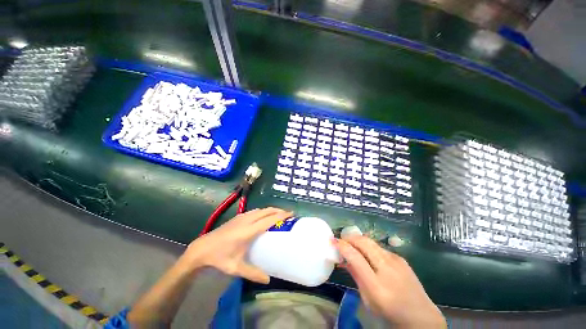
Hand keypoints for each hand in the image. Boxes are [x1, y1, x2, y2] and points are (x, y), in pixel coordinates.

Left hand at [181, 207, 292, 283]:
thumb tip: (268, 279)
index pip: (269, 219)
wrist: (202, 248)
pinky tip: (262, 216)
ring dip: (270, 209)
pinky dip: (262, 211)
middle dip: (278, 210)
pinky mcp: (237, 217)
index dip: (280, 215)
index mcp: (249, 231)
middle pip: (266, 211)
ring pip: (260, 209)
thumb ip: (253, 273)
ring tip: (277, 214)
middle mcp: (247, 220)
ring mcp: (241, 217)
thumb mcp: (236, 268)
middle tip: (287, 213)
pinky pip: (254, 211)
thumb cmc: (220, 258)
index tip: (290, 213)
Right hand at [334, 236, 445, 327]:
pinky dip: (369, 247)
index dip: (342, 246)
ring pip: (371, 241)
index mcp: (377, 286)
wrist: (421, 316)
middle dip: (349, 237)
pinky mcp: (401, 258)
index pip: (355, 257)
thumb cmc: (390, 313)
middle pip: (364, 242)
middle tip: (341, 239)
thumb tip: (343, 259)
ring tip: (352, 244)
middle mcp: (387, 269)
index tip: (333, 241)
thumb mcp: (368, 300)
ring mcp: (396, 261)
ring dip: (358, 240)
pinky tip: (368, 254)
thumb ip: (356, 276)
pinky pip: (380, 247)